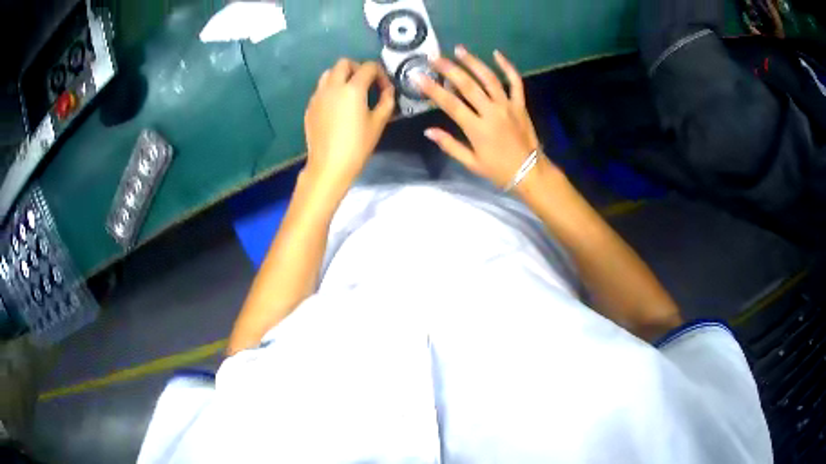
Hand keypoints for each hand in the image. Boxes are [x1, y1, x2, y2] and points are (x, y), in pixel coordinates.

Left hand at [304, 59, 394, 194]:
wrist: (329, 165)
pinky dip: (331, 89)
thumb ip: (386, 101)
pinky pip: (321, 89)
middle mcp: (333, 86)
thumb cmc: (357, 145)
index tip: (384, 88)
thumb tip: (388, 90)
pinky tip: (337, 107)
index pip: (368, 67)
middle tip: (365, 83)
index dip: (380, 74)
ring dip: (341, 76)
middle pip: (344, 63)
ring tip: (350, 92)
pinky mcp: (310, 106)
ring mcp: (318, 95)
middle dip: (357, 68)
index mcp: (352, 89)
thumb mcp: (378, 123)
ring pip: (329, 73)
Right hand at [420, 46, 553, 189]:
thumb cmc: (498, 170)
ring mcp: (508, 106)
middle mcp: (492, 112)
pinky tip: (496, 54)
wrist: (530, 172)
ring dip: (473, 62)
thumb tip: (428, 131)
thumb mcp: (471, 163)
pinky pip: (515, 82)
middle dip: (449, 69)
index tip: (418, 76)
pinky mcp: (520, 104)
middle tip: (435, 57)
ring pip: (489, 79)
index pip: (451, 104)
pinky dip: (507, 67)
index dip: (433, 89)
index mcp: (477, 129)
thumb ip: (450, 145)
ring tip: (459, 49)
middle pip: (468, 86)